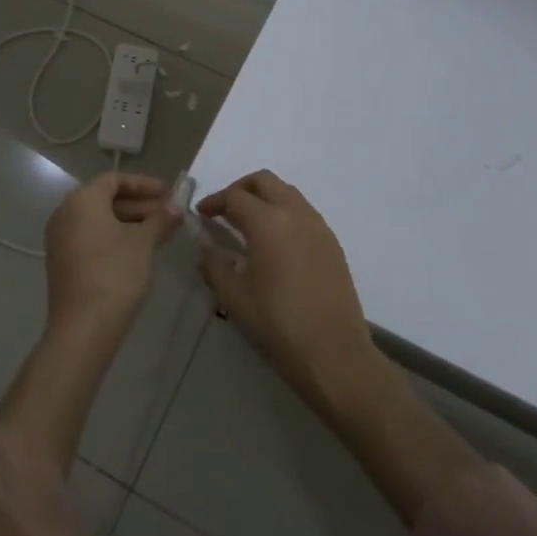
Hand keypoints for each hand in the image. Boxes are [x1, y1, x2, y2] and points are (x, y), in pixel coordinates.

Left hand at [43, 172, 181, 341]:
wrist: (83, 327)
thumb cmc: (115, 274)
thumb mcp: (144, 243)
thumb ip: (161, 219)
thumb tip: (176, 205)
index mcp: (82, 200)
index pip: (114, 179)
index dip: (143, 184)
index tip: (168, 193)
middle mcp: (65, 213)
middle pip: (105, 199)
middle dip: (139, 204)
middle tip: (168, 214)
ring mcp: (60, 239)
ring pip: (98, 220)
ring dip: (129, 222)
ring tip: (159, 233)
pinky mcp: (62, 262)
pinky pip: (90, 238)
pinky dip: (113, 237)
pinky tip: (138, 251)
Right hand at [198, 171, 382, 411]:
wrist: (335, 354)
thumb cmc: (278, 325)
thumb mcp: (234, 298)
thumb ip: (214, 266)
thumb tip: (206, 248)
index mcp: (268, 222)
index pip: (235, 197)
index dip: (214, 202)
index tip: (201, 214)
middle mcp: (295, 213)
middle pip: (264, 181)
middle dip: (240, 188)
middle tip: (224, 210)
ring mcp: (318, 227)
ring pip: (287, 193)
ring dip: (264, 198)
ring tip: (248, 224)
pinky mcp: (332, 243)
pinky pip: (303, 212)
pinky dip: (284, 213)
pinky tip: (275, 242)